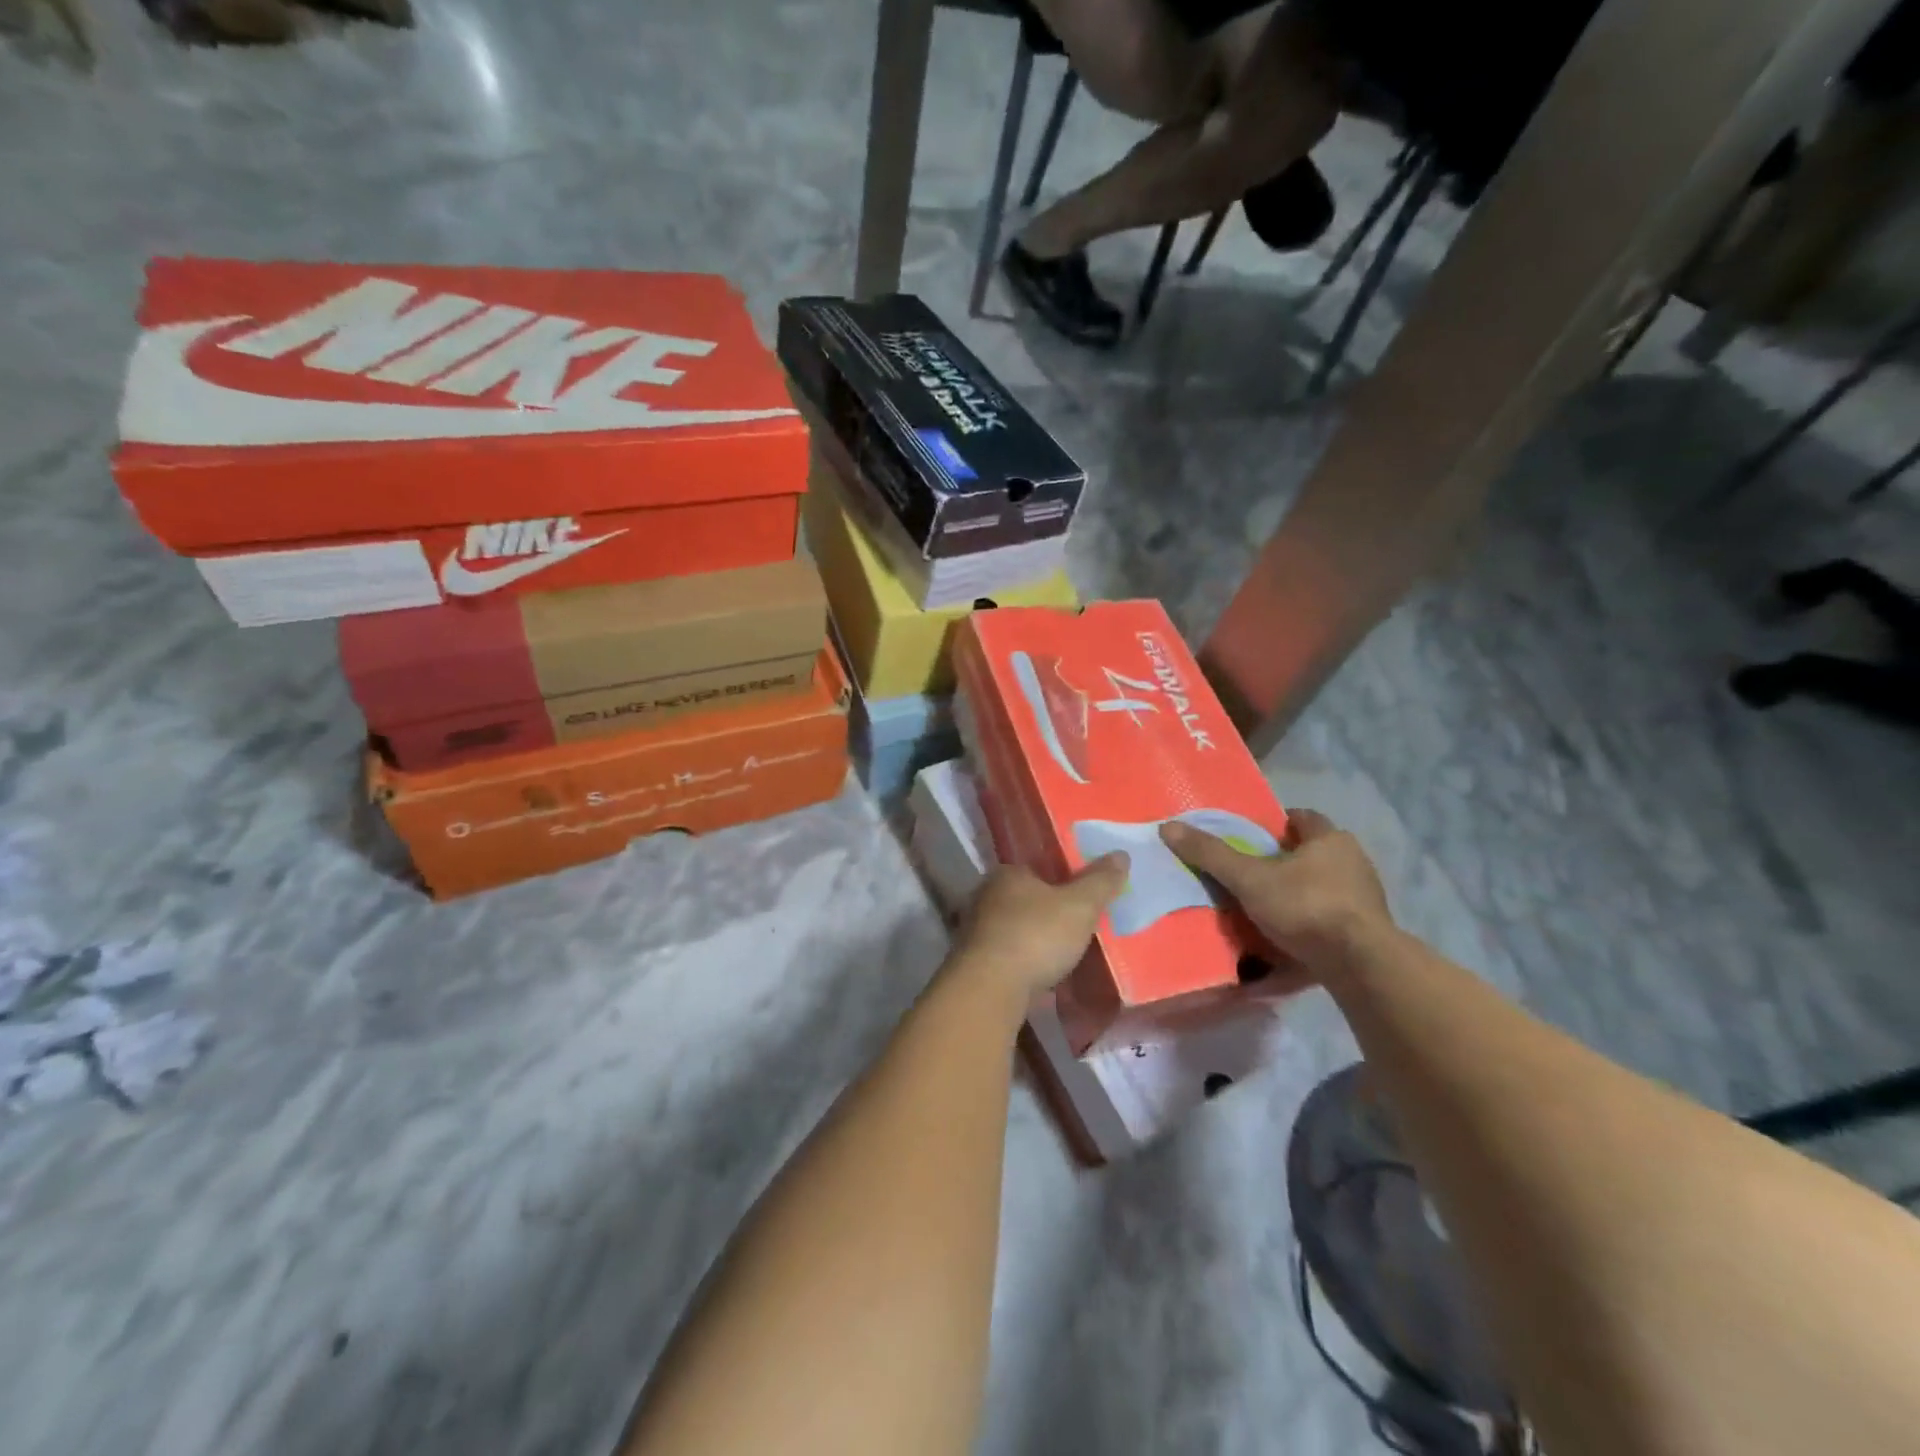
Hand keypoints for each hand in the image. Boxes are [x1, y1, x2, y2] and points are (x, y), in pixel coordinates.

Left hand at [949, 855, 1129, 1002]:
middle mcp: (986, 896)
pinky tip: (1045, 975)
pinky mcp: (975, 962)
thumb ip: (1100, 881)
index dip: (1063, 878)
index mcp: (1008, 873)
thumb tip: (1121, 855)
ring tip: (1067, 953)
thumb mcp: (1080, 906)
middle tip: (1080, 925)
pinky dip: (1026, 962)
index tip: (1083, 894)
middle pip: (1026, 898)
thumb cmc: (1036, 935)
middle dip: (1050, 911)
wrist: (990, 988)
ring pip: (1017, 928)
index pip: (1038, 867)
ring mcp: (976, 930)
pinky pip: (1010, 955)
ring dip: (1037, 939)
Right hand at [1160, 809, 1392, 979]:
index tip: (1252, 837)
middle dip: (1286, 860)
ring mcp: (1366, 898)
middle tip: (1252, 872)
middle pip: (1313, 852)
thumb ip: (1212, 855)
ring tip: (1266, 907)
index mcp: (1330, 839)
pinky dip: (1312, 921)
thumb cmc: (1306, 907)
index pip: (1302, 818)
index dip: (1276, 824)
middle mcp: (1354, 862)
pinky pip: (1333, 917)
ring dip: (1300, 892)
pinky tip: (1290, 936)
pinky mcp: (1369, 931)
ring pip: (1325, 885)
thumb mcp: (1249, 879)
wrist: (1361, 965)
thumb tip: (1169, 827)